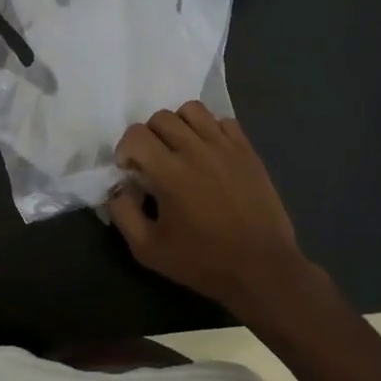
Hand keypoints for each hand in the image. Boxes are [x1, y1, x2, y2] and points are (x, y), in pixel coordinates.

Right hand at [109, 101, 318, 319]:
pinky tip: (209, 152)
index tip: (130, 169)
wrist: (262, 269)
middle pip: (161, 117)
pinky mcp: (247, 150)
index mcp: (170, 172)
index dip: (125, 148)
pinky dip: (210, 129)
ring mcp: (225, 146)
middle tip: (153, 161)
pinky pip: (223, 120)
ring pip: (192, 110)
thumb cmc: (203, 262)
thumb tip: (119, 186)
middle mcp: (196, 149)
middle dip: (149, 136)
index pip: (136, 134)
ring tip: (181, 149)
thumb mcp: (148, 250)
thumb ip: (123, 213)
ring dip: (179, 125)